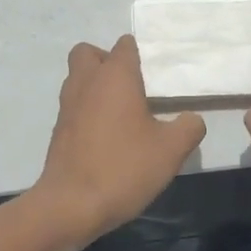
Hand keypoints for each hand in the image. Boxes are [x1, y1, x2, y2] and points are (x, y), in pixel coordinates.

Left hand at [32, 36, 205, 245]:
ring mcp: (67, 106)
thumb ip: (188, 128)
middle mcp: (87, 82)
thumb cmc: (123, 167)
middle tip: (130, 86)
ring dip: (95, 86)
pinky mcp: (58, 130)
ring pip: (78, 78)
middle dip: (106, 61)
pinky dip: (86, 111)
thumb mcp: (171, 150)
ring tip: (121, 112)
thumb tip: (192, 119)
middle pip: (89, 53)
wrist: (70, 205)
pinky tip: (106, 137)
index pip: (125, 45)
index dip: (139, 53)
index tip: (155, 74)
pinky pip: (73, 106)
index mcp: (115, 76)